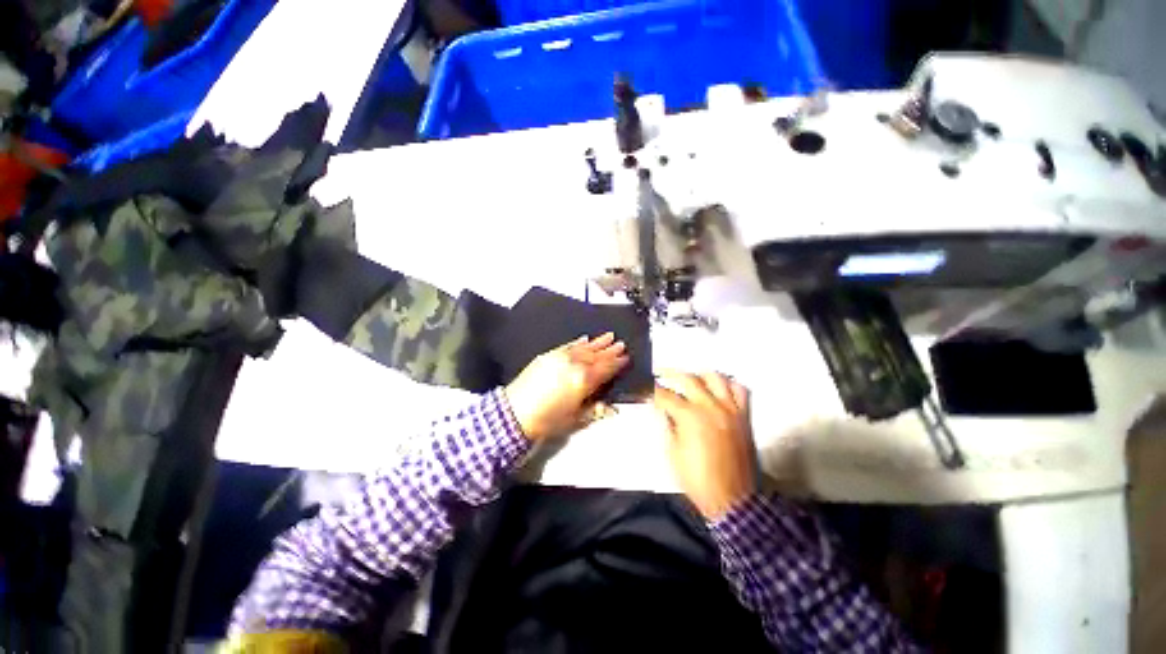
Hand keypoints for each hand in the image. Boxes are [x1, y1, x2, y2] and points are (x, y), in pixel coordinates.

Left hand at [505, 333, 628, 440]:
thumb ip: (595, 410)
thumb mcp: (575, 419)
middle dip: (610, 349)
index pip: (605, 368)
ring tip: (608, 336)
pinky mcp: (548, 355)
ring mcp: (560, 357)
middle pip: (597, 355)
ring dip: (597, 342)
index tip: (625, 357)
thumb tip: (611, 409)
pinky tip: (584, 339)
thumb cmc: (547, 420)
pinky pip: (567, 345)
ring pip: (584, 347)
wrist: (515, 413)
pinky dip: (577, 342)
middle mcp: (574, 364)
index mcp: (584, 380)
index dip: (617, 363)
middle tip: (621, 343)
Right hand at [653, 372, 756, 519]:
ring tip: (690, 379)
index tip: (645, 389)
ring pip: (715, 377)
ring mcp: (730, 410)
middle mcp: (710, 407)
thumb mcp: (672, 453)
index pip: (665, 395)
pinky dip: (727, 385)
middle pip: (688, 378)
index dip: (652, 391)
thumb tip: (663, 410)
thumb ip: (667, 425)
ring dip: (699, 375)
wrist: (732, 500)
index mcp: (690, 417)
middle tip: (661, 375)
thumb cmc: (698, 480)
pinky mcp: (744, 417)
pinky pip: (739, 390)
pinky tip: (718, 389)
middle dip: (670, 374)